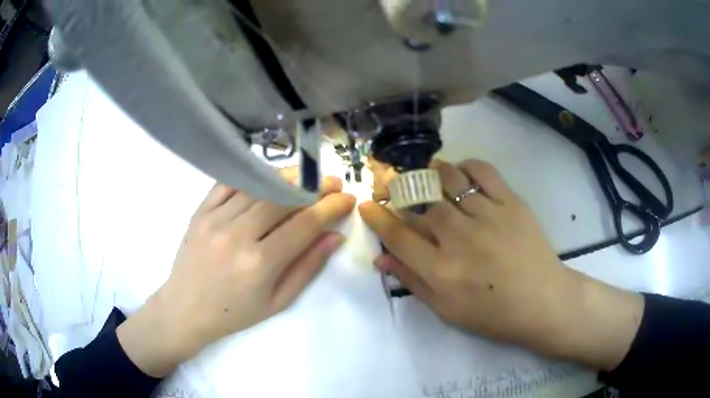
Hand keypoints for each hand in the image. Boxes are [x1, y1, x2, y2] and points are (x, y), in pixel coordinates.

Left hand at [118, 169, 354, 376]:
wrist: (185, 309)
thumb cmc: (234, 313)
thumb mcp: (278, 301)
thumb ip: (308, 268)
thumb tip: (335, 236)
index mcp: (260, 263)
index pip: (304, 224)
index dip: (331, 207)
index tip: (347, 198)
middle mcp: (237, 234)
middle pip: (283, 197)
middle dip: (315, 186)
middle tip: (332, 183)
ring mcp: (215, 218)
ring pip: (259, 185)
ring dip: (288, 178)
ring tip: (307, 178)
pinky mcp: (200, 211)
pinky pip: (229, 183)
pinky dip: (253, 176)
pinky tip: (269, 178)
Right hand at [360, 159, 643, 370]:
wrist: (542, 302)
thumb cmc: (493, 314)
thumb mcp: (446, 310)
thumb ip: (413, 281)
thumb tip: (382, 258)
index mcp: (441, 270)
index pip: (397, 235)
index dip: (377, 217)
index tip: (367, 205)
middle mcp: (460, 238)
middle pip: (419, 201)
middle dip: (396, 188)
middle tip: (389, 183)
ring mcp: (487, 216)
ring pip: (448, 180)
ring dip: (429, 172)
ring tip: (423, 174)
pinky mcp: (511, 203)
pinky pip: (483, 172)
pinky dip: (465, 166)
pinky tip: (459, 172)